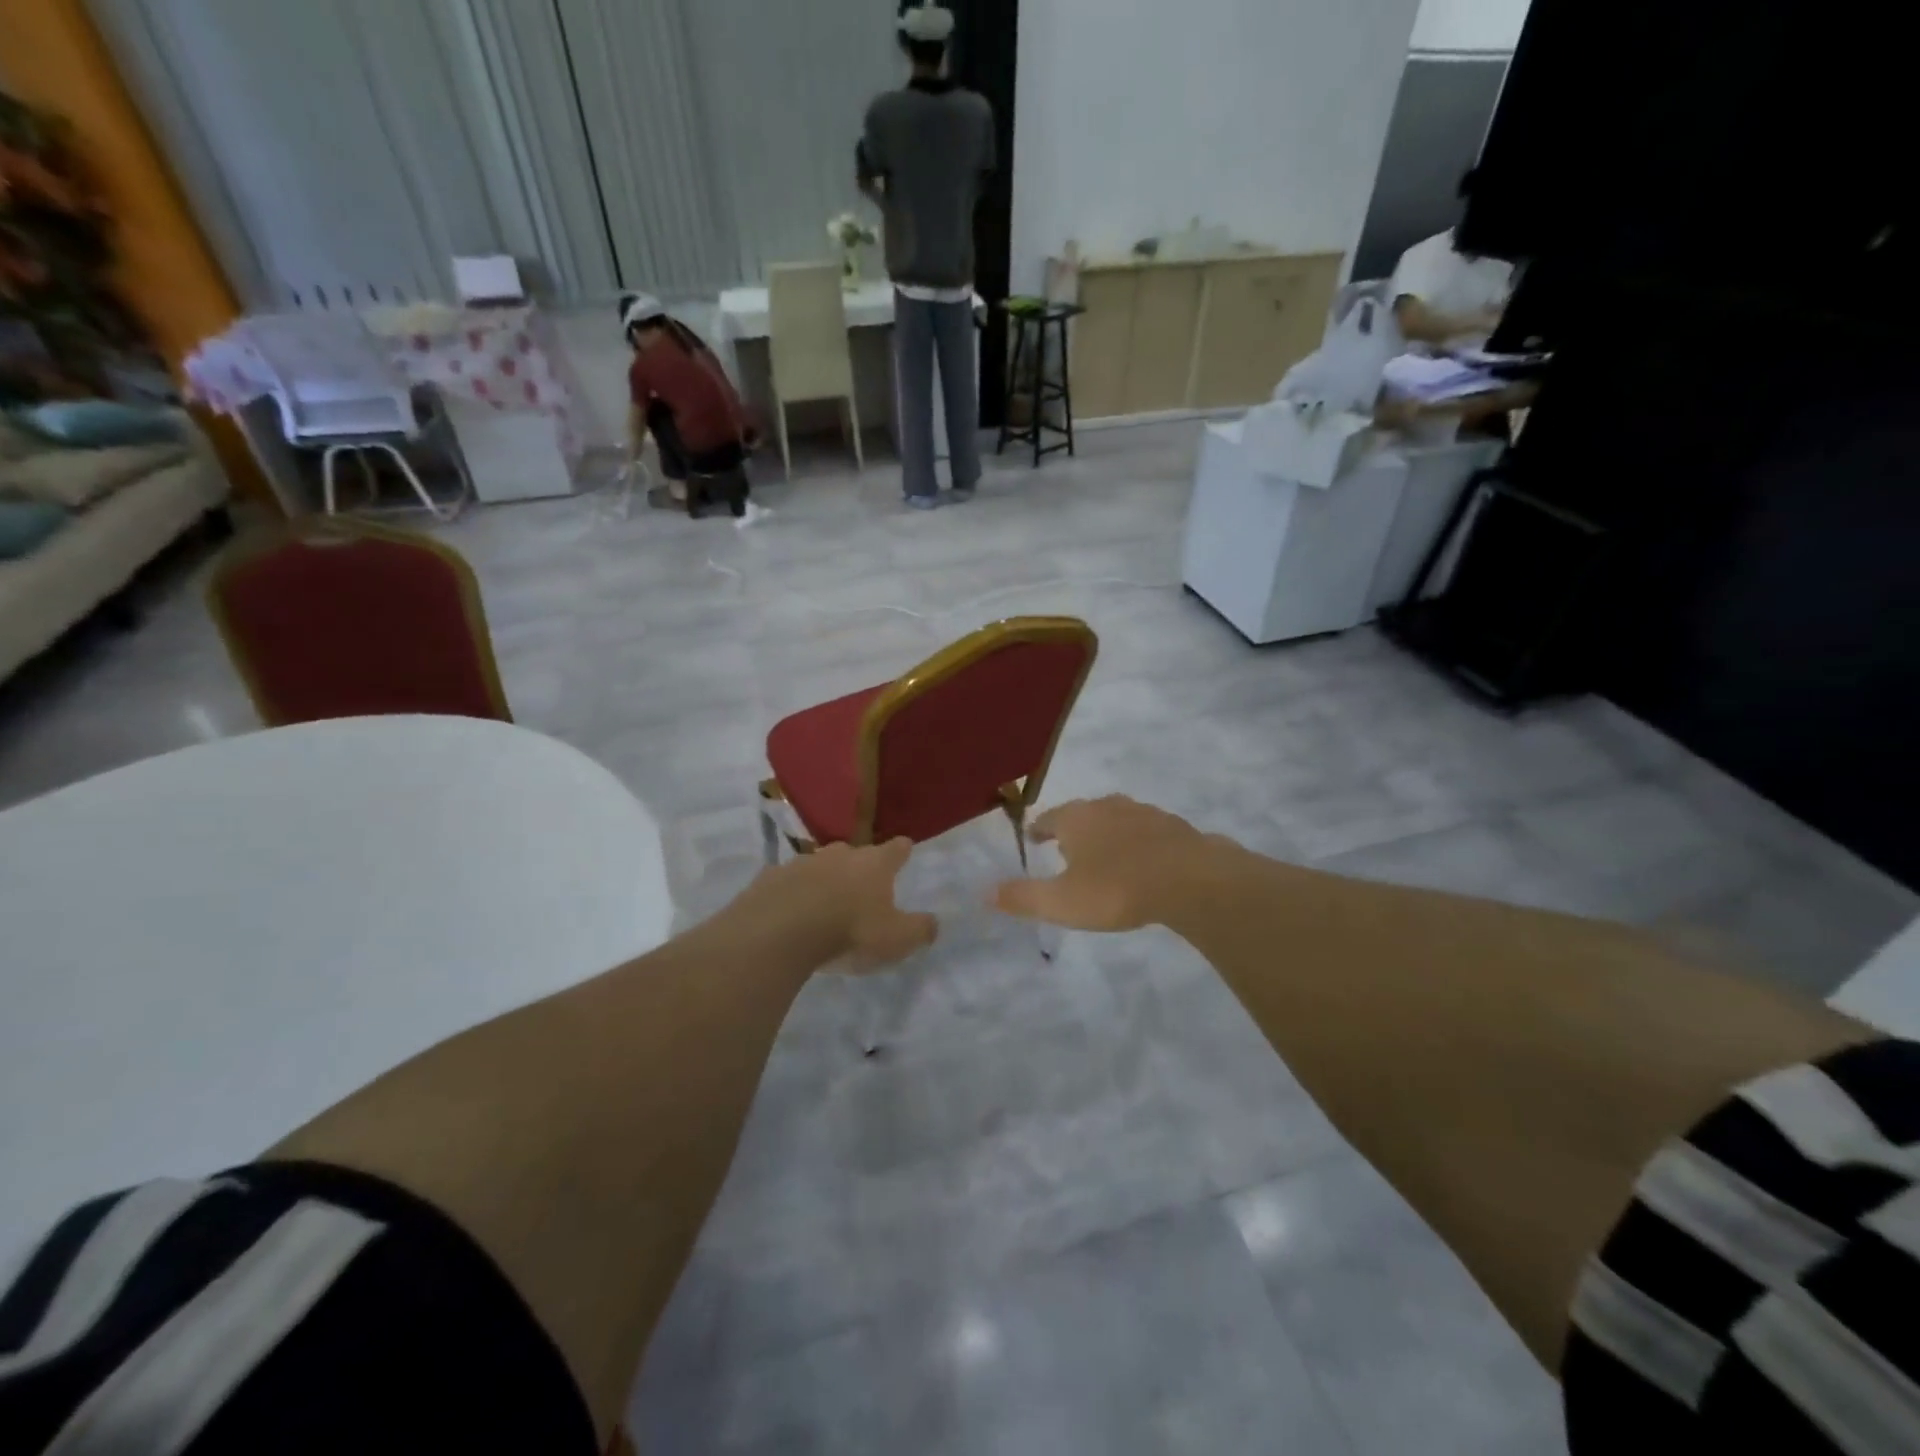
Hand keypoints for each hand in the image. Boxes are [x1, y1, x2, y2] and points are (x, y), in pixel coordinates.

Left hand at [730, 838, 935, 972]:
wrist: (779, 932)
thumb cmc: (849, 932)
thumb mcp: (896, 939)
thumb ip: (919, 930)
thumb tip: (934, 923)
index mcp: (874, 864)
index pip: (896, 849)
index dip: (902, 850)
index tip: (905, 848)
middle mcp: (840, 854)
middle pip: (855, 853)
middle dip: (859, 866)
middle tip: (861, 885)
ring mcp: (801, 862)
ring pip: (819, 865)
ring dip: (824, 879)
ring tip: (824, 902)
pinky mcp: (770, 878)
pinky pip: (787, 882)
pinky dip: (792, 892)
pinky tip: (790, 911)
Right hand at [992, 796, 1223, 931]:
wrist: (1191, 880)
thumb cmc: (1117, 890)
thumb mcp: (1062, 902)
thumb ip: (1023, 897)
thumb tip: (984, 892)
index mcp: (1077, 819)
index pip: (1049, 818)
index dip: (1038, 829)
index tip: (1033, 838)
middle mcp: (1108, 806)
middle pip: (1083, 813)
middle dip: (1073, 828)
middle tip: (1066, 847)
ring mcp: (1144, 813)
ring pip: (1117, 818)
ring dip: (1107, 832)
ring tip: (1104, 853)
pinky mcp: (1174, 827)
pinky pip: (1147, 831)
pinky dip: (1138, 842)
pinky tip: (1144, 860)